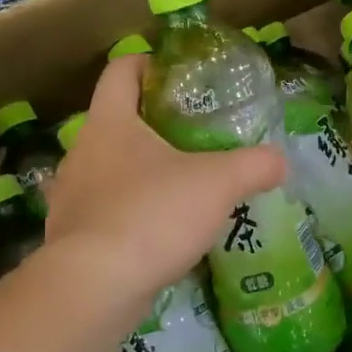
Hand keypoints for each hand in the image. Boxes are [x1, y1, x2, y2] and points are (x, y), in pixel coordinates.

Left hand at [42, 55, 284, 330]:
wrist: (94, 287)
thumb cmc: (152, 214)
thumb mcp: (217, 184)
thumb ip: (254, 165)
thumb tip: (281, 160)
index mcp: (109, 122)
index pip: (120, 71)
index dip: (147, 63)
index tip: (175, 74)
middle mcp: (81, 151)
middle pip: (115, 120)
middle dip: (151, 123)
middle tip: (193, 135)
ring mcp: (70, 196)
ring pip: (107, 169)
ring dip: (138, 171)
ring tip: (179, 186)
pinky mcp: (70, 236)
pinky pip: (103, 211)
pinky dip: (128, 213)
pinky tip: (158, 231)